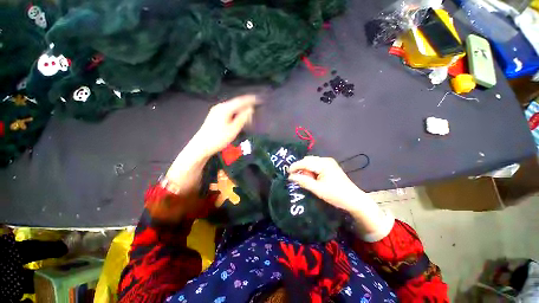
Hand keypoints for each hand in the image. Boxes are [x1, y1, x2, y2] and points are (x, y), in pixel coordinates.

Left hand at [189, 95, 257, 157]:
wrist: (201, 146)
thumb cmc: (218, 139)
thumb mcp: (233, 129)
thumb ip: (242, 118)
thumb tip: (250, 109)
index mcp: (225, 109)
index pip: (240, 101)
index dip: (250, 100)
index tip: (258, 99)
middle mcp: (220, 107)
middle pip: (236, 103)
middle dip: (246, 105)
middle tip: (254, 109)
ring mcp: (216, 111)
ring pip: (232, 107)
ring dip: (241, 110)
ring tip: (248, 114)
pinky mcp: (214, 116)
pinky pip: (228, 111)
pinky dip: (235, 113)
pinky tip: (238, 117)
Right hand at [288, 156, 368, 212]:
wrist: (354, 199)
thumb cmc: (336, 195)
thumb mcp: (317, 189)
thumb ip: (303, 181)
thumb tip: (290, 177)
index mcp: (323, 164)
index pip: (305, 162)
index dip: (295, 167)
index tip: (287, 173)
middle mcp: (326, 160)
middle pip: (308, 160)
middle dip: (301, 168)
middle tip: (296, 178)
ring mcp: (329, 162)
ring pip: (311, 162)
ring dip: (306, 169)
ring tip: (305, 179)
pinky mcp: (330, 166)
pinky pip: (316, 165)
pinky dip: (311, 170)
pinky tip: (312, 178)